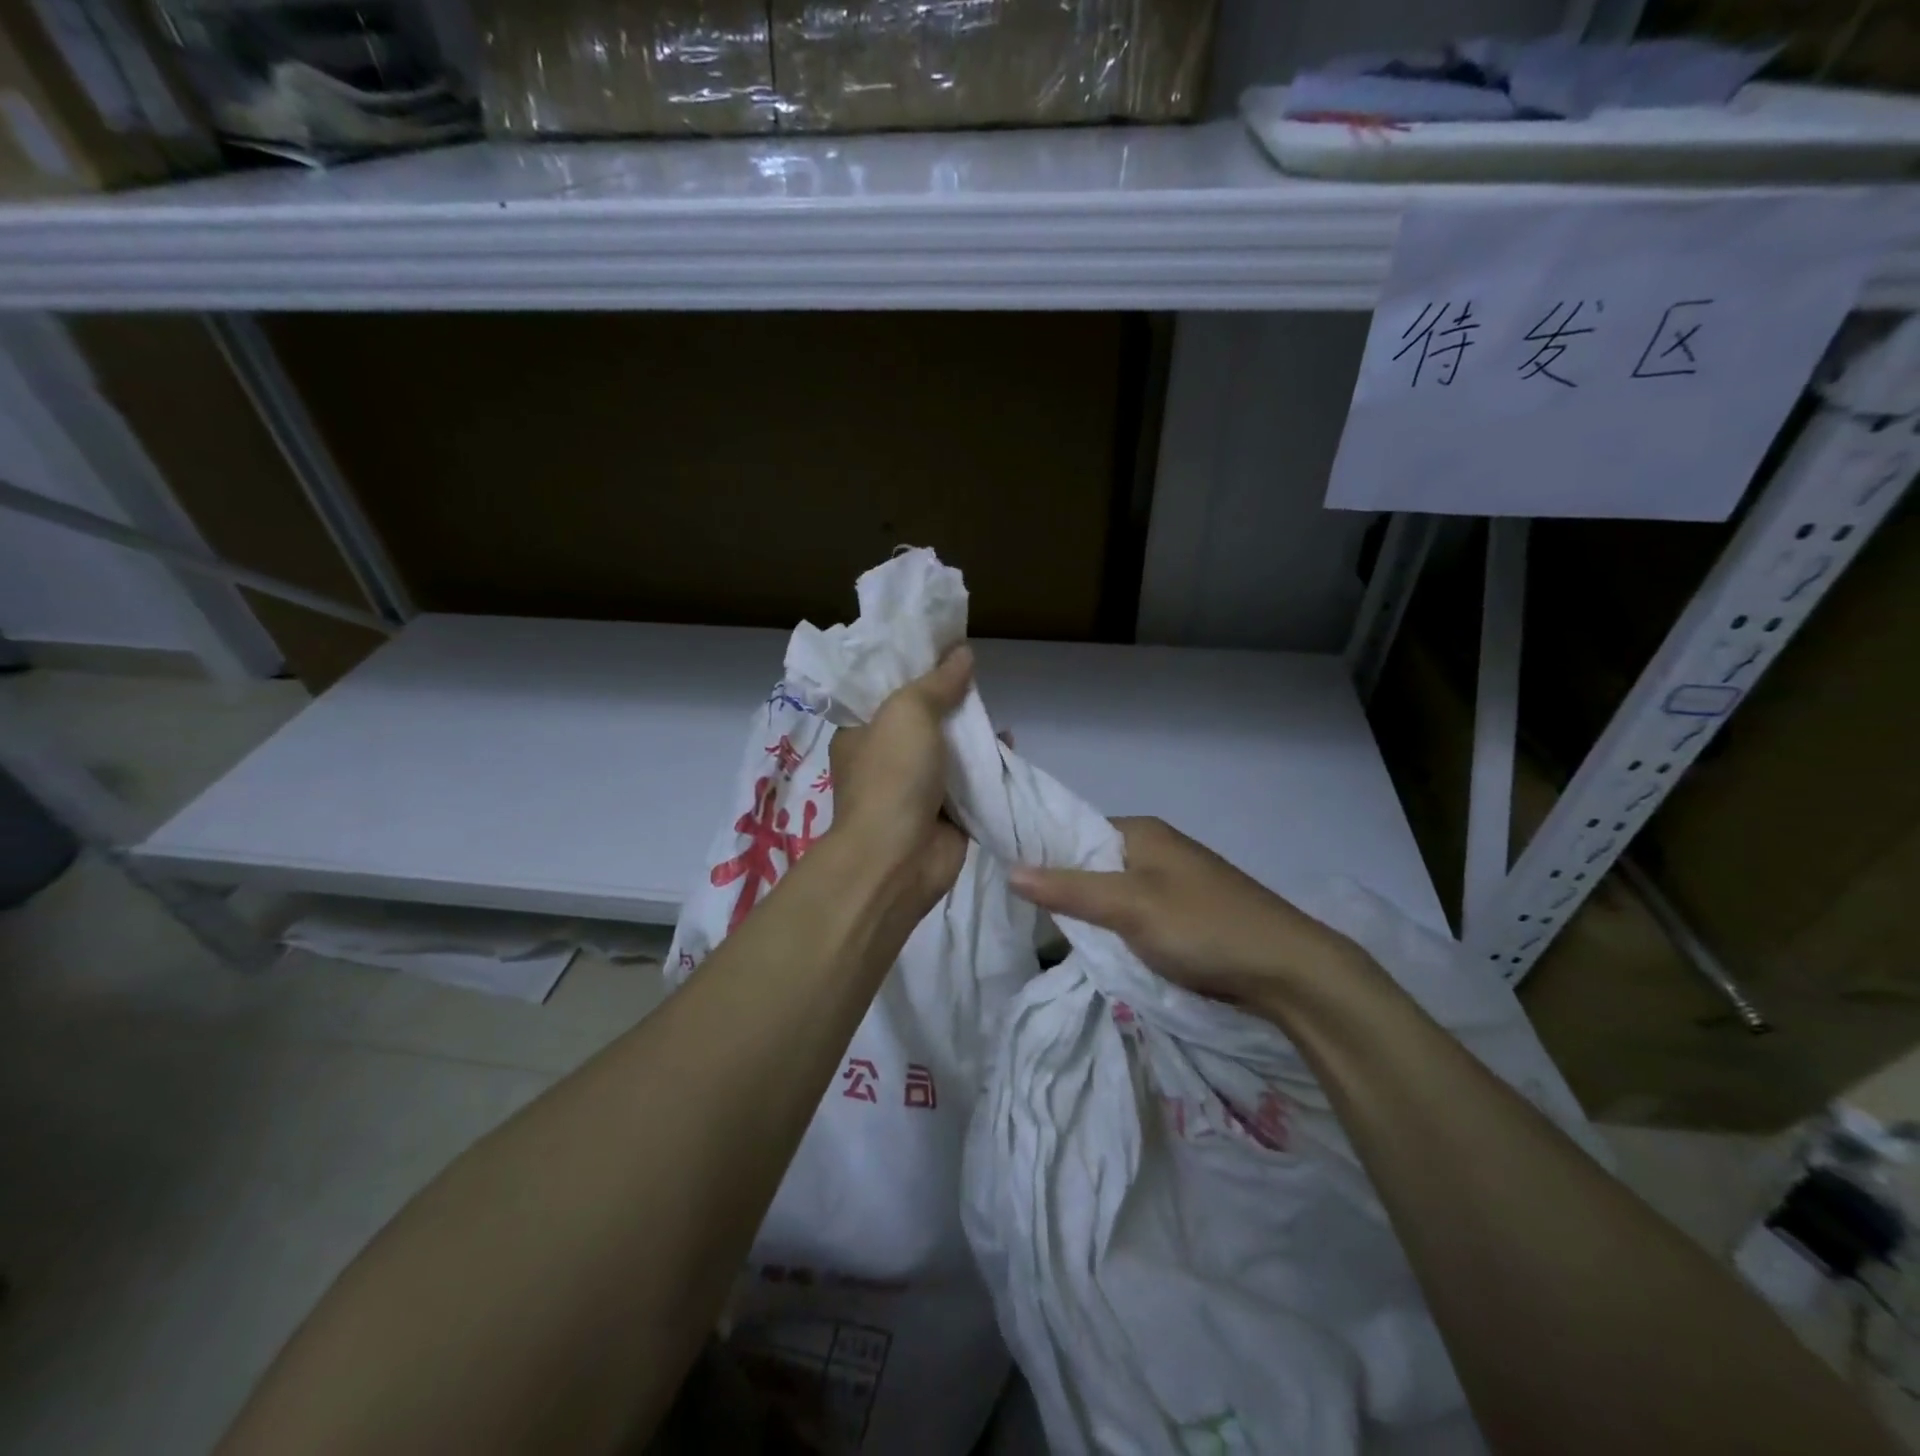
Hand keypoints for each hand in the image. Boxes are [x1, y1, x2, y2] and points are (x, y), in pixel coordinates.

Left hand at [826, 646, 971, 919]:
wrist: (898, 858)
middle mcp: (885, 760)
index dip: (913, 670)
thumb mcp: (908, 712)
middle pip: (922, 721)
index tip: (942, 650)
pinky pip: (969, 783)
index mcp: (861, 733)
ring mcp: (915, 789)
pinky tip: (1007, 746)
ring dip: (972, 734)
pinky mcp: (944, 814)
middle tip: (976, 679)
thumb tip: (962, 652)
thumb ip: (937, 682)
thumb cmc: (892, 776)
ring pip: (949, 752)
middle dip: (950, 702)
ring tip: (996, 712)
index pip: (884, 693)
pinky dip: (987, 766)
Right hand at [1007, 817, 1372, 1015]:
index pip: (1074, 832)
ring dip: (1090, 915)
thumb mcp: (1129, 906)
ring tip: (1052, 938)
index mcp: (1140, 831)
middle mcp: (1155, 849)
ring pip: (1112, 894)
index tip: (1008, 886)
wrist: (1288, 971)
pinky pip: (1134, 915)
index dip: (1042, 855)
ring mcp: (1172, 882)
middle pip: (1091, 864)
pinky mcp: (1184, 914)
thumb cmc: (1202, 926)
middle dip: (1064, 891)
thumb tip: (1009, 869)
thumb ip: (1069, 888)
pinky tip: (1097, 950)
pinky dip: (1115, 930)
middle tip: (1026, 920)